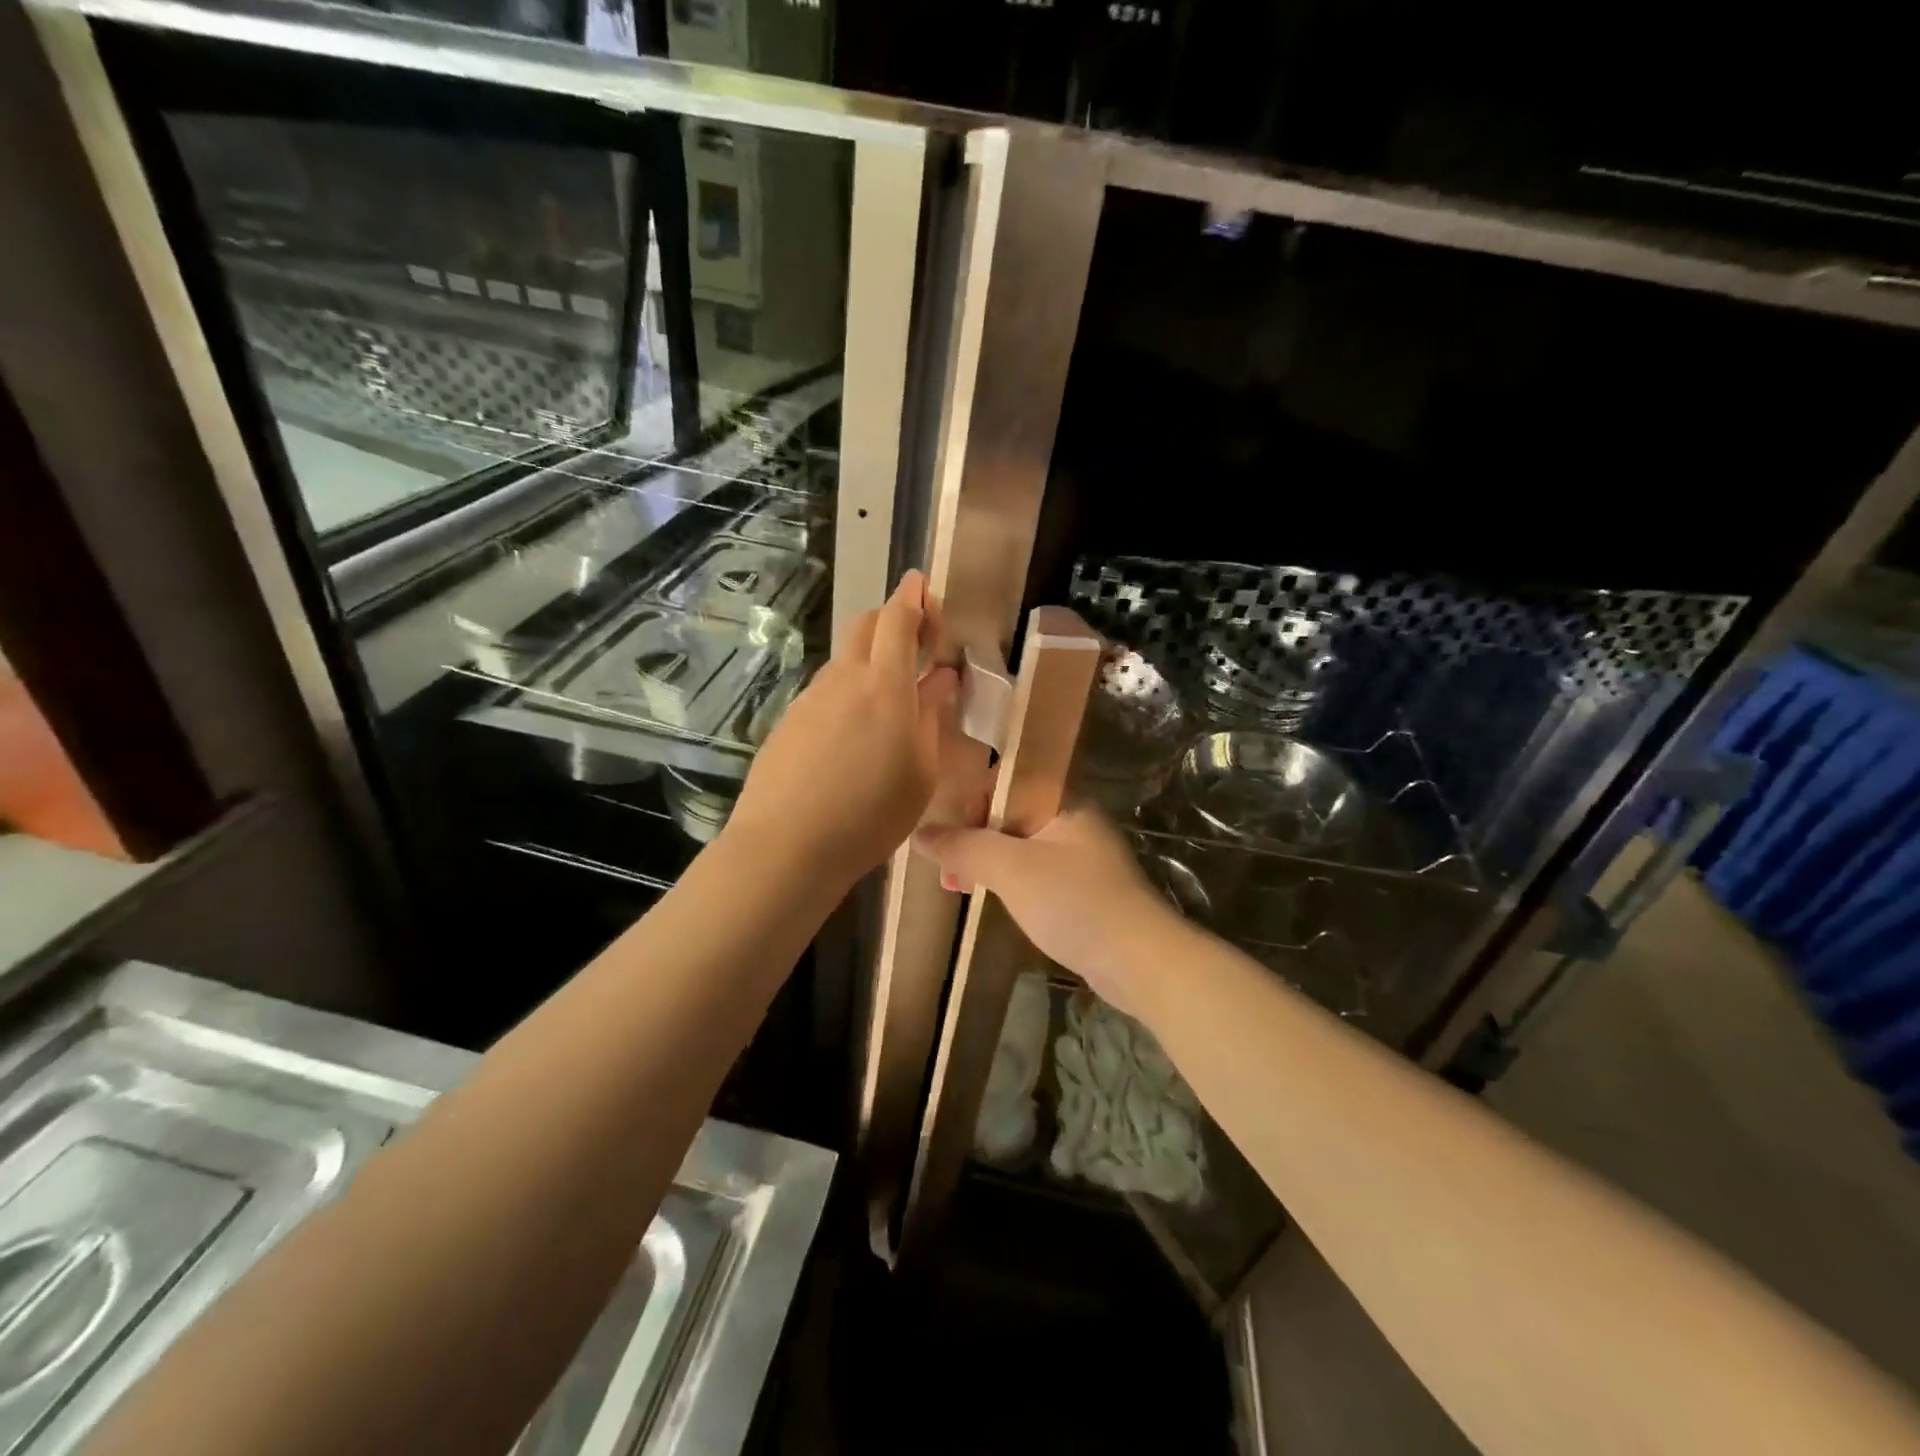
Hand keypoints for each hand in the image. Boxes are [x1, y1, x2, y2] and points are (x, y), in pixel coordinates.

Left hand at [730, 571, 958, 887]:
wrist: (787, 846)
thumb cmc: (871, 814)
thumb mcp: (922, 772)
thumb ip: (932, 717)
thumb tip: (942, 678)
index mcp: (885, 685)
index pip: (898, 620)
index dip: (914, 597)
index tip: (922, 584)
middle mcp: (844, 679)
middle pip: (865, 625)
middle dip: (891, 619)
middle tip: (915, 643)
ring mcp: (810, 698)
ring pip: (844, 659)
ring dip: (868, 660)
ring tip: (887, 701)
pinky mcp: (788, 721)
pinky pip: (825, 692)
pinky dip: (846, 692)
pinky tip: (851, 735)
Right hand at [914, 807, 1186, 1019]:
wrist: (1139, 960)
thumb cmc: (1074, 902)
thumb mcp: (1011, 869)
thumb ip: (965, 847)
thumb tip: (920, 833)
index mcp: (1064, 801)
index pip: (1009, 782)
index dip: (973, 801)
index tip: (948, 832)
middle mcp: (1074, 821)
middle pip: (1012, 815)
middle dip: (975, 838)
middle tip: (946, 869)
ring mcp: (1082, 858)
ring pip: (1021, 848)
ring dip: (988, 863)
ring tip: (956, 887)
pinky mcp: (1084, 891)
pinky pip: (1035, 874)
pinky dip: (1009, 883)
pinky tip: (990, 900)